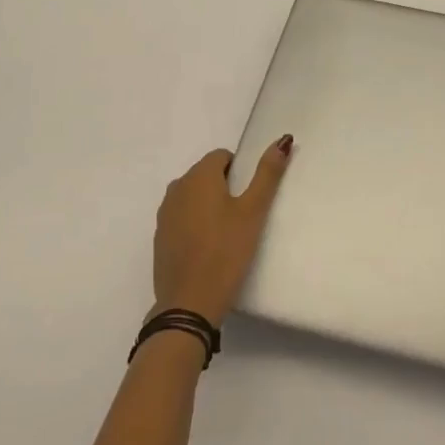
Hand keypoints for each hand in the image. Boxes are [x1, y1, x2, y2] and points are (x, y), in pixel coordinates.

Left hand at [151, 137, 292, 325]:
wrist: (188, 304)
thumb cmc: (225, 252)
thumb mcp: (253, 211)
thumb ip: (267, 174)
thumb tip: (283, 140)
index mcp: (198, 176)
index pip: (221, 156)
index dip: (239, 172)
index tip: (248, 198)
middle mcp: (177, 188)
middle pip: (205, 175)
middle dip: (224, 187)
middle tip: (242, 217)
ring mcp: (165, 214)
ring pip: (192, 196)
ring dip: (208, 205)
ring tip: (226, 233)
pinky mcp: (160, 238)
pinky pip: (182, 218)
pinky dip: (195, 224)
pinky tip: (208, 248)